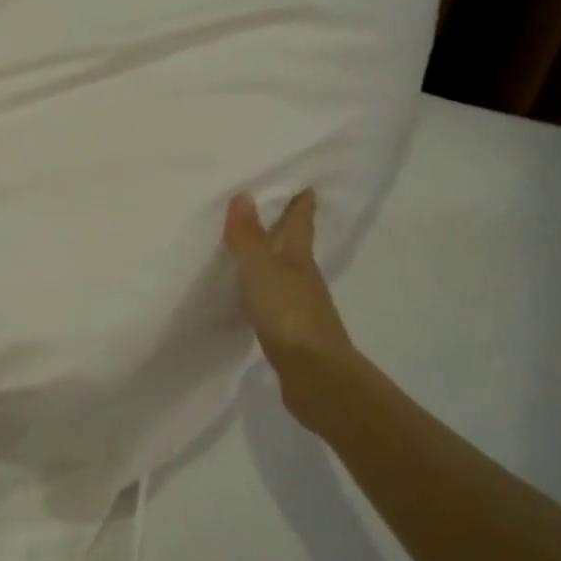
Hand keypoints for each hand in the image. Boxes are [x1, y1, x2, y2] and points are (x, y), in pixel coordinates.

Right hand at [223, 190, 361, 427]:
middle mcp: (304, 279)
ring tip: (254, 249)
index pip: (301, 223)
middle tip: (272, 207)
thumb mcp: (261, 271)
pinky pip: (275, 302)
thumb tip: (243, 195)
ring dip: (274, 260)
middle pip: (295, 246)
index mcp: (299, 259)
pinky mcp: (292, 335)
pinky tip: (252, 297)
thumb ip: (249, 237)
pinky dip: (265, 292)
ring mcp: (300, 308)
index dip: (301, 203)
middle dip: (287, 227)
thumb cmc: (290, 316)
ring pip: (286, 274)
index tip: (304, 183)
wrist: (316, 377)